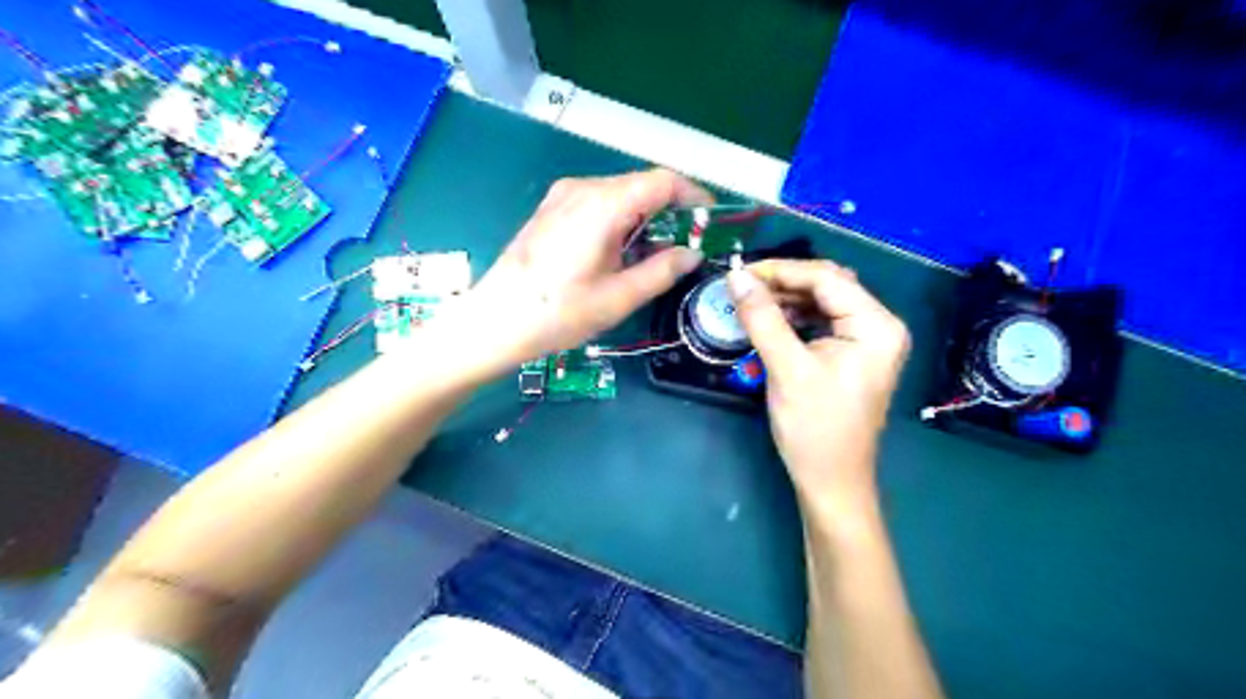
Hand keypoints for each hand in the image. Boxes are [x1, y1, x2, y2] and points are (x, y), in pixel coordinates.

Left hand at [456, 169, 709, 376]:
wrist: (495, 321)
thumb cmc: (558, 313)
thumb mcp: (619, 298)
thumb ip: (662, 271)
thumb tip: (691, 254)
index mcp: (603, 204)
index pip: (662, 181)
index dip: (693, 196)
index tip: (711, 219)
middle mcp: (583, 188)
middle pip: (641, 185)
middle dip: (670, 211)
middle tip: (686, 246)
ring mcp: (563, 196)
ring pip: (620, 194)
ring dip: (645, 218)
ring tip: (655, 256)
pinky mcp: (551, 209)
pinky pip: (598, 203)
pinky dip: (621, 220)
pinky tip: (621, 252)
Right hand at [727, 261, 912, 509]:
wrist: (831, 481)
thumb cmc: (815, 428)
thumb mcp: (787, 369)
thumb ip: (762, 318)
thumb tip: (736, 277)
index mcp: (876, 325)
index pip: (826, 278)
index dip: (781, 271)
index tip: (739, 273)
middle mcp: (879, 325)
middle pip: (827, 286)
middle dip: (783, 283)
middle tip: (741, 288)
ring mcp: (867, 340)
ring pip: (821, 302)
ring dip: (785, 299)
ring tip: (749, 303)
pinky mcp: (852, 353)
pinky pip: (820, 322)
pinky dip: (793, 318)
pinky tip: (769, 320)